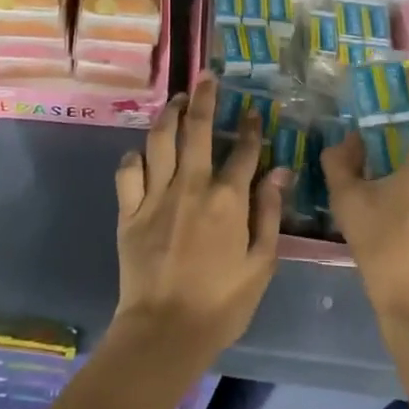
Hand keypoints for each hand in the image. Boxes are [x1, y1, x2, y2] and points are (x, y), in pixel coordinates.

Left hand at [114, 74, 285, 362]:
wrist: (164, 332)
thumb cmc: (221, 304)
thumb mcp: (261, 264)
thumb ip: (269, 213)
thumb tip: (281, 171)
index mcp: (227, 199)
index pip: (243, 150)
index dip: (250, 126)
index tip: (253, 109)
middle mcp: (191, 186)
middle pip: (197, 129)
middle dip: (204, 98)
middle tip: (206, 77)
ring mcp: (155, 195)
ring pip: (159, 140)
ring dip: (168, 114)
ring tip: (176, 100)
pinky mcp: (129, 210)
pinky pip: (128, 171)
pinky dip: (135, 157)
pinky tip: (142, 153)